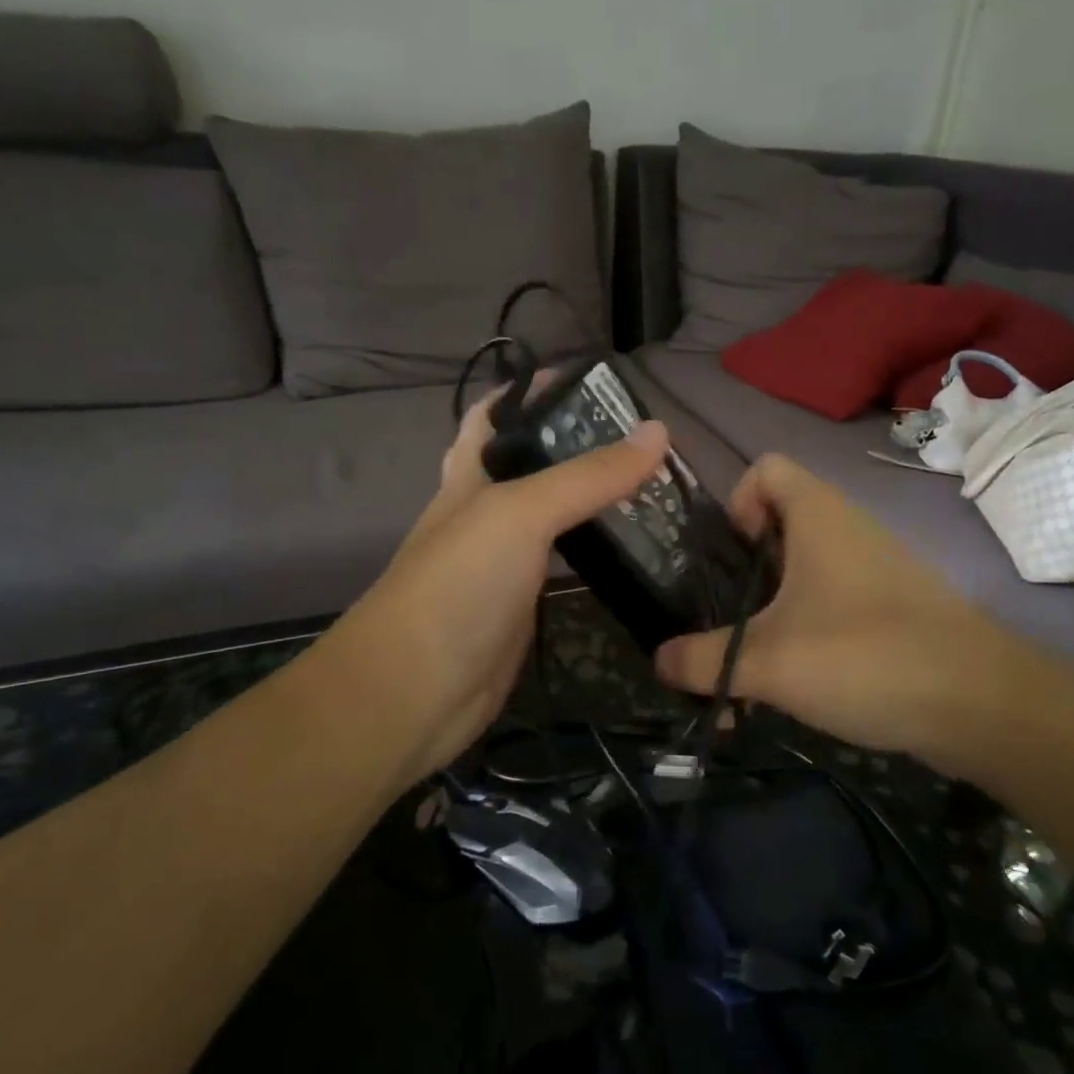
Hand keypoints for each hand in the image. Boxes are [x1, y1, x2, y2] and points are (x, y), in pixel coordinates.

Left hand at [323, 389, 670, 788]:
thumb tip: (658, 431)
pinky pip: (565, 566)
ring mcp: (505, 563)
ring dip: (595, 500)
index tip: (596, 381)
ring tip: (655, 484)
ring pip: (555, 517)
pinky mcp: (524, 605)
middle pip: (533, 464)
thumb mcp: (521, 514)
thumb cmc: (458, 585)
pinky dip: (596, 553)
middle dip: (580, 445)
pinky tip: (634, 548)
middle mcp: (486, 511)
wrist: (415, 692)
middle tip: (646, 439)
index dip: (535, 389)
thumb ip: (588, 475)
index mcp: (470, 475)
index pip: (497, 414)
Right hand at [654, 454, 1073, 784]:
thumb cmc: (865, 655)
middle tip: (724, 622)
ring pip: (801, 575)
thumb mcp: (768, 661)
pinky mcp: (890, 610)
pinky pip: (830, 607)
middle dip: (741, 574)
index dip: (735, 501)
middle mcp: (847, 529)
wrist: (982, 705)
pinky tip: (790, 689)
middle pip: (777, 526)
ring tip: (747, 673)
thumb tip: (657, 660)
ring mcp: (873, 571)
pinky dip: (802, 637)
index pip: (765, 467)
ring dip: (767, 617)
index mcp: (818, 514)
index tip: (728, 558)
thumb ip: (703, 660)